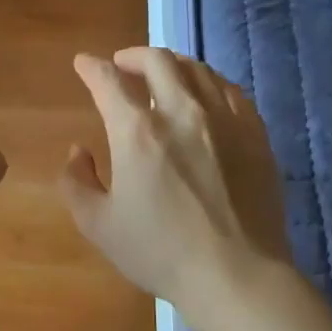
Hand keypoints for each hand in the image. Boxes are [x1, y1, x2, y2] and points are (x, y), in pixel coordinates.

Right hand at [60, 47, 291, 311]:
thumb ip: (77, 182)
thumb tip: (78, 152)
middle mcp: (181, 112)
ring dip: (171, 64)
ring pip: (197, 68)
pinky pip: (230, 90)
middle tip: (121, 65)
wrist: (236, 274)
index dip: (91, 67)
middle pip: (157, 60)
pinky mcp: (255, 134)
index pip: (108, 81)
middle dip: (132, 55)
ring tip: (161, 74)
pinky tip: (204, 95)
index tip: (83, 64)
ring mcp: (224, 119)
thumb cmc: (160, 252)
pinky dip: (208, 82)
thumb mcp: (98, 225)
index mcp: (137, 132)